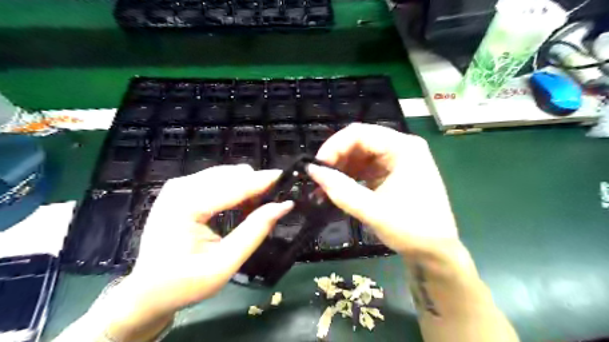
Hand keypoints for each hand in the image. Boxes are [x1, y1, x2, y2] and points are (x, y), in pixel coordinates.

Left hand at [108, 166, 291, 327]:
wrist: (147, 290)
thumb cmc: (184, 283)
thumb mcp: (224, 264)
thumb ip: (255, 232)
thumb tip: (284, 206)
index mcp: (185, 205)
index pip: (235, 185)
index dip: (265, 181)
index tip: (289, 178)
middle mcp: (180, 187)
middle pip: (232, 174)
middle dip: (256, 186)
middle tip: (272, 206)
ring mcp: (179, 185)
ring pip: (227, 174)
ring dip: (247, 188)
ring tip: (255, 211)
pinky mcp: (182, 188)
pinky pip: (218, 179)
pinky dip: (235, 190)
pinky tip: (240, 207)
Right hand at [307, 123, 458, 255]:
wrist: (435, 252)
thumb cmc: (411, 230)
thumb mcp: (372, 210)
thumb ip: (340, 189)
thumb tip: (311, 170)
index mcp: (403, 148)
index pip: (360, 133)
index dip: (334, 146)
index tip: (316, 167)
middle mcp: (401, 147)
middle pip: (359, 141)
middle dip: (336, 158)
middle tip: (318, 178)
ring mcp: (397, 160)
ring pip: (359, 154)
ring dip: (340, 168)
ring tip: (324, 186)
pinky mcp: (391, 172)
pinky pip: (364, 167)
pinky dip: (349, 176)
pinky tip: (337, 189)